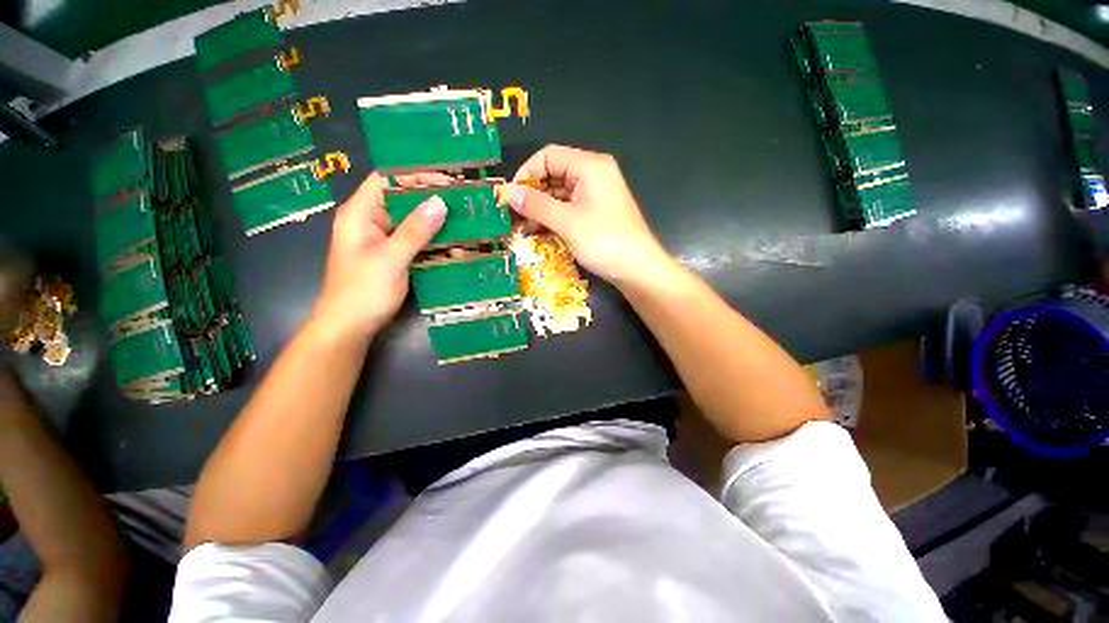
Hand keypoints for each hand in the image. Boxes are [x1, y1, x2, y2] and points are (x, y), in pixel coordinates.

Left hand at [311, 172, 447, 340]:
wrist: (350, 328)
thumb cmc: (362, 291)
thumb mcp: (390, 258)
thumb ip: (415, 230)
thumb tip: (440, 201)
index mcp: (360, 214)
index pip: (387, 181)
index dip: (414, 176)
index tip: (446, 181)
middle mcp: (372, 223)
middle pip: (403, 201)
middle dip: (432, 201)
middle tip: (463, 203)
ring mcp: (384, 242)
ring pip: (413, 224)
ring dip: (437, 226)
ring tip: (465, 226)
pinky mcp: (395, 257)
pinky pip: (417, 243)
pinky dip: (434, 244)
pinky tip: (455, 248)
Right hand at [505, 145, 670, 286]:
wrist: (638, 270)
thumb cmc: (605, 242)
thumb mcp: (567, 222)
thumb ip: (536, 205)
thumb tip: (507, 193)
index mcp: (590, 166)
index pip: (549, 156)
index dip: (527, 173)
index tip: (511, 197)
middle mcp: (594, 175)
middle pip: (554, 174)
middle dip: (532, 194)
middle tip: (513, 216)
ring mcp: (596, 196)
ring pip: (560, 195)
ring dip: (541, 209)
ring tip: (522, 228)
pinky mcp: (596, 214)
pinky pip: (569, 209)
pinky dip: (553, 219)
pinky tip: (539, 233)